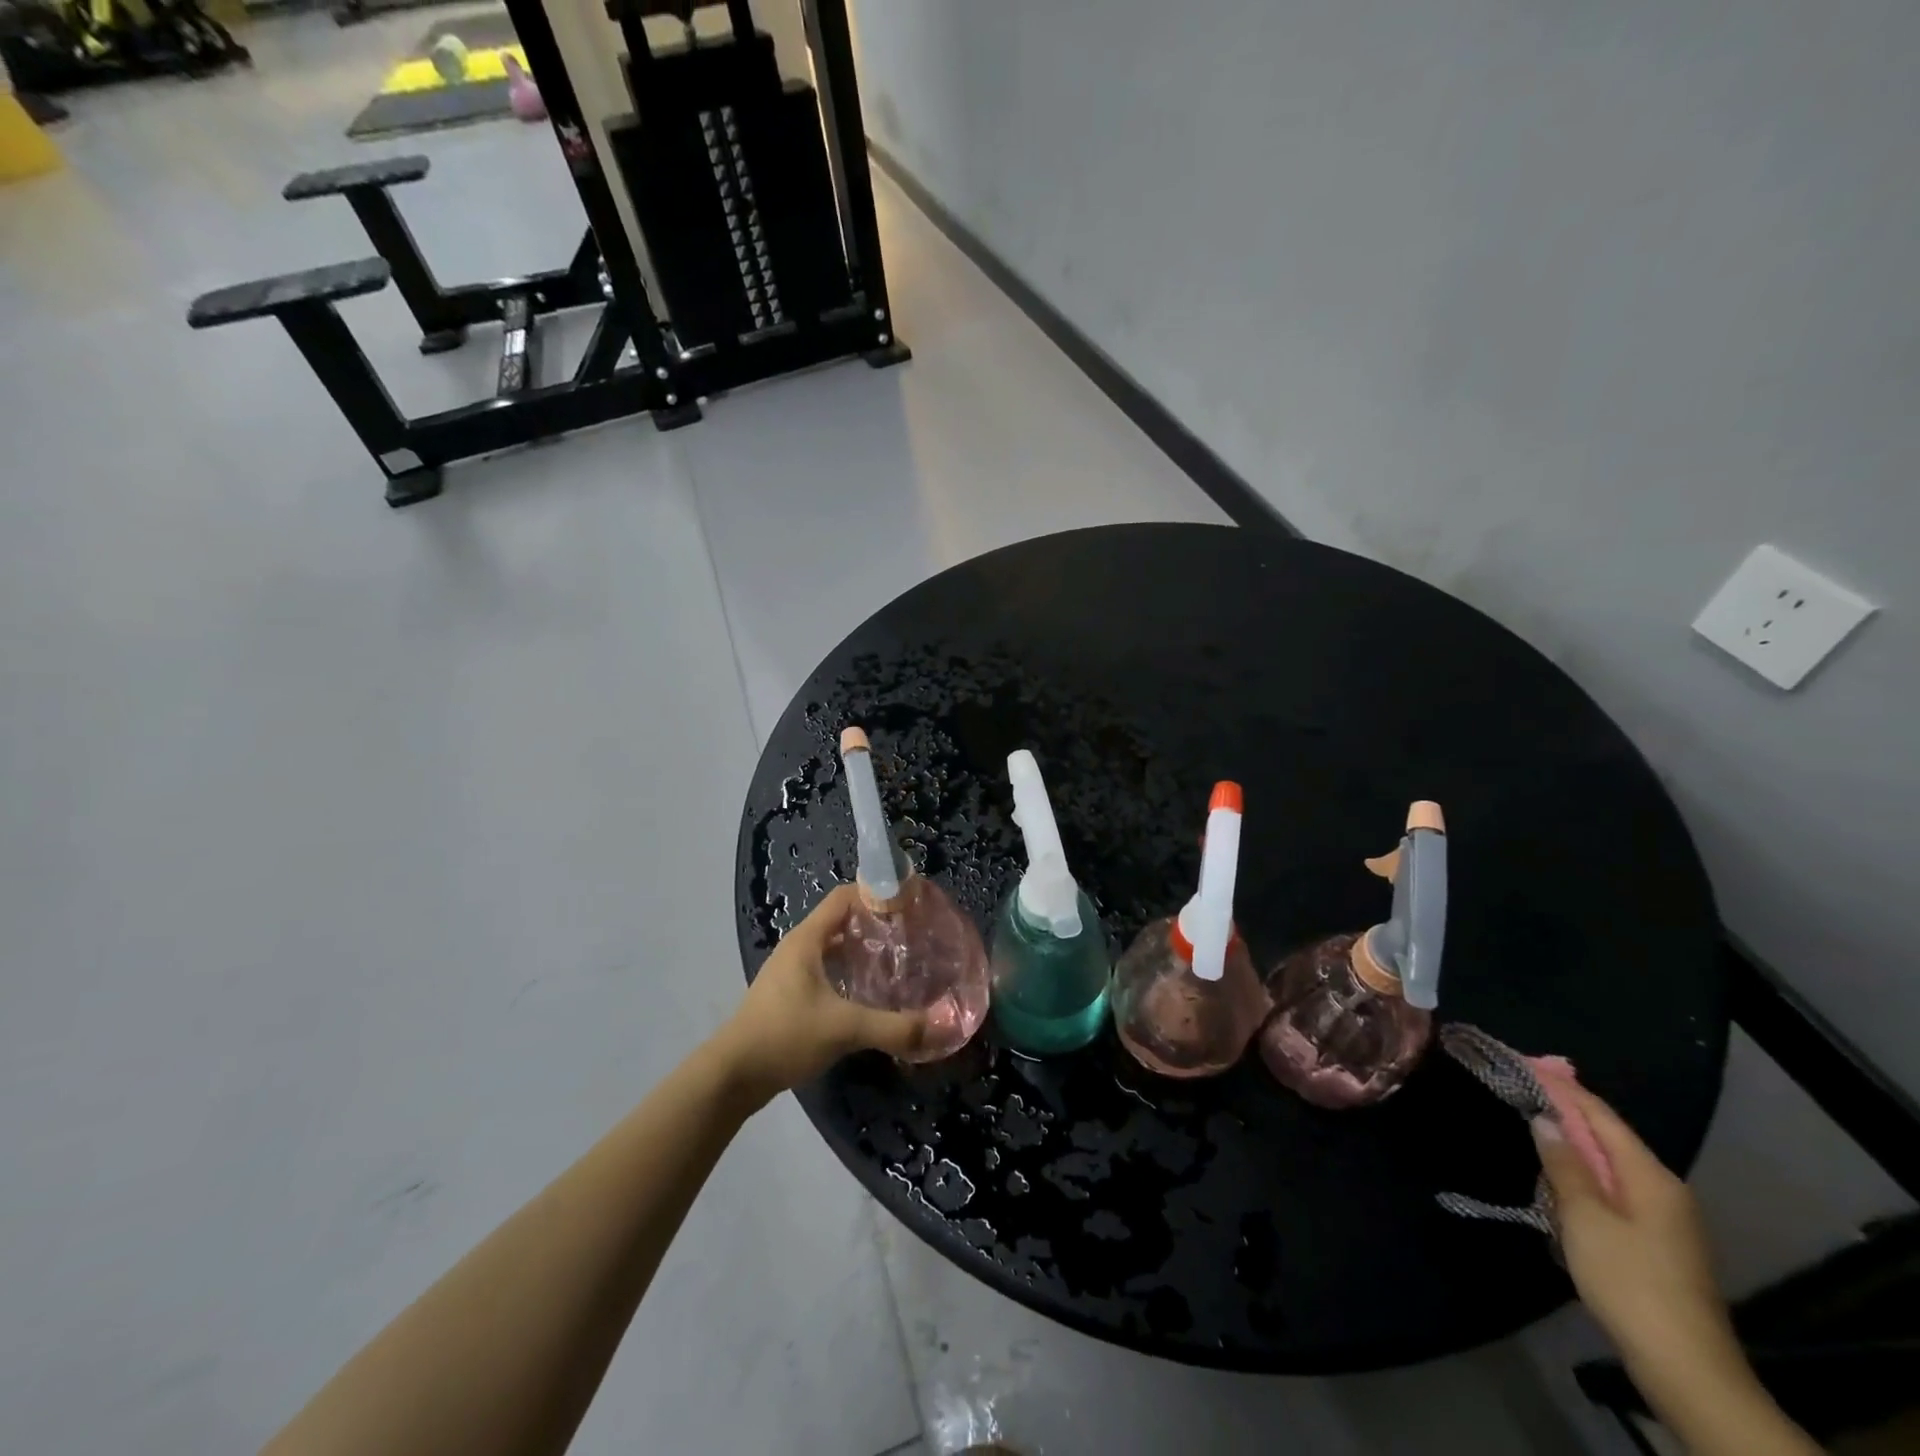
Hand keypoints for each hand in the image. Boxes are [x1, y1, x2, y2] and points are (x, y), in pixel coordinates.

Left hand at [712, 884, 927, 1106]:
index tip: (910, 905)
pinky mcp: (791, 995)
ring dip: (864, 950)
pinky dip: (851, 971)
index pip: (845, 896)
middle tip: (912, 935)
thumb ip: (895, 1027)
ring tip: (899, 961)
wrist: (733, 1077)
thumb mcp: (844, 1029)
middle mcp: (799, 947)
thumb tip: (943, 1026)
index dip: (876, 894)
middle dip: (876, 924)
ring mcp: (792, 971)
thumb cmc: (785, 1036)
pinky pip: (827, 969)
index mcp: (807, 939)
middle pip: (843, 920)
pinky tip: (872, 992)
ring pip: (835, 947)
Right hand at [1534, 1082, 1741, 1383]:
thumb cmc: (1629, 1281)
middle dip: (1564, 1112)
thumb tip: (1545, 1119)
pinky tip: (1556, 1182)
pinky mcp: (1657, 1244)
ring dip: (1571, 1147)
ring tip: (1530, 1127)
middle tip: (1520, 1087)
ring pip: (1609, 1166)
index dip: (1561, 1086)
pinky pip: (1613, 1193)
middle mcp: (1663, 1189)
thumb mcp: (1585, 1217)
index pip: (1599, 1114)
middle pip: (1606, 1137)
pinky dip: (1582, 1177)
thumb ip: (1564, 1164)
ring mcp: (1665, 1220)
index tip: (1524, 1061)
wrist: (1686, 1368)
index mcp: (1650, 1176)